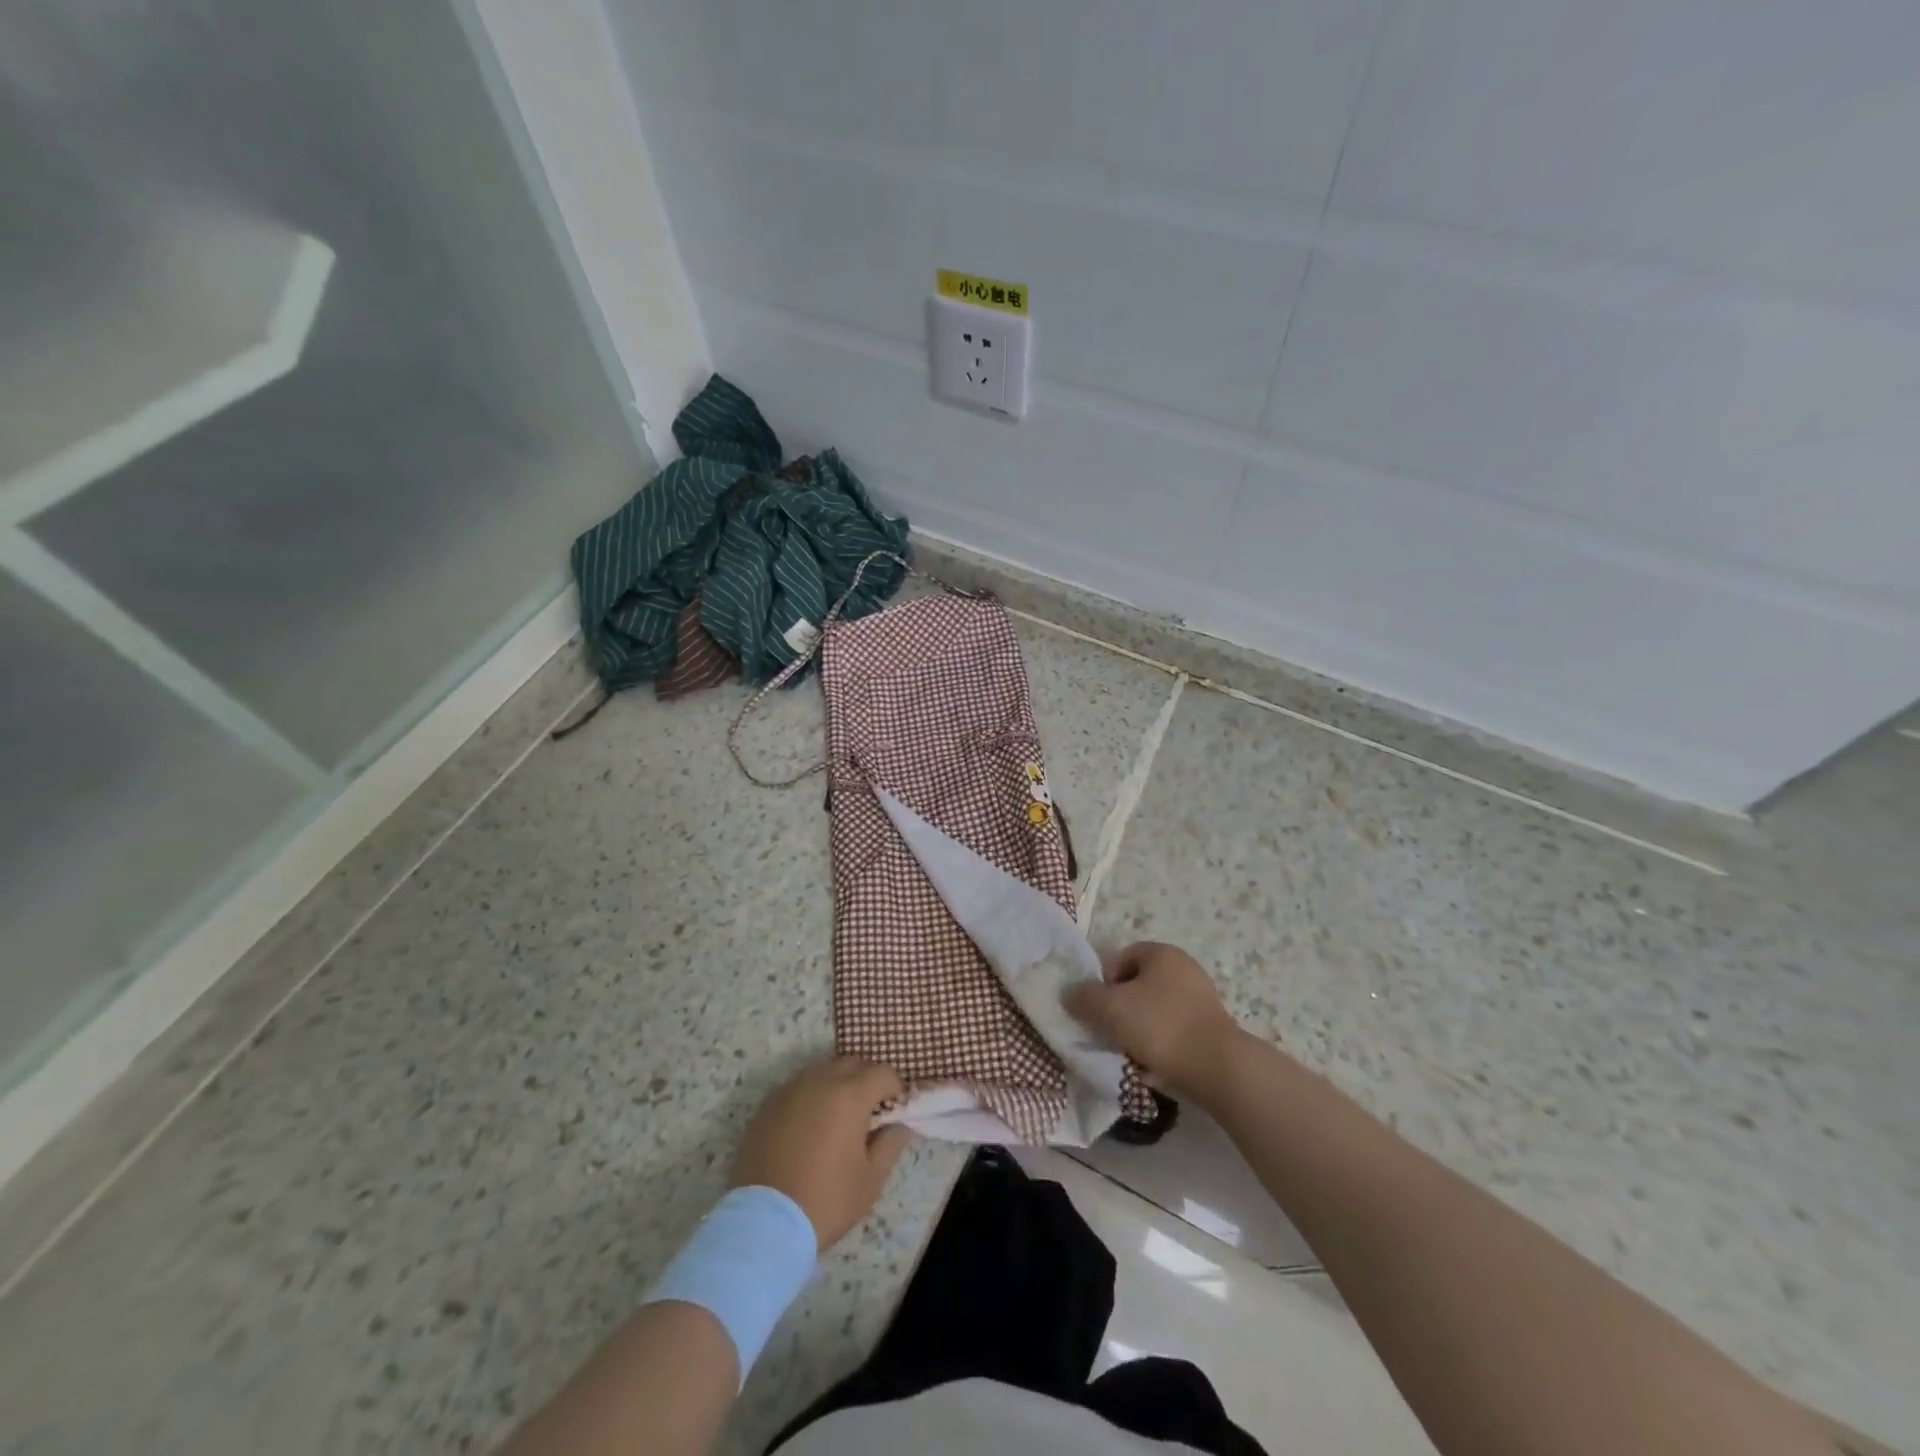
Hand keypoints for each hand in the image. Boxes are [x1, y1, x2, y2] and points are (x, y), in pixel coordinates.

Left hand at [729, 1056, 913, 1249]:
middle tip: (869, 1111)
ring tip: (838, 1117)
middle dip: (866, 1079)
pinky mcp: (767, 1105)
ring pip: (822, 1070)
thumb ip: (891, 1143)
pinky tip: (809, 1125)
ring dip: (837, 1084)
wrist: (763, 1224)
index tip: (895, 1110)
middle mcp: (820, 1080)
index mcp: (850, 1094)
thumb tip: (899, 1124)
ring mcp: (790, 1090)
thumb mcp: (871, 1179)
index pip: (883, 1072)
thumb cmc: (826, 1200)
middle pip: (852, 1063)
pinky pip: (798, 1087)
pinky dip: (811, 1096)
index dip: (895, 1088)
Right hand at [1062, 942, 1243, 1100]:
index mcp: (1162, 953)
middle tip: (1109, 1031)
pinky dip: (1159, 1044)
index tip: (1098, 1009)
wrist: (1217, 1068)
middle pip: (1137, 985)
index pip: (1120, 957)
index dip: (1103, 981)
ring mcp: (1201, 998)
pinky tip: (1152, 1066)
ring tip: (1129, 1053)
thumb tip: (1069, 995)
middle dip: (1119, 1008)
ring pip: (1153, 1010)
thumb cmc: (1160, 1026)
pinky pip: (1173, 1031)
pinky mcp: (1210, 1028)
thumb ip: (1084, 998)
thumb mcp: (1110, 1008)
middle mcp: (1184, 968)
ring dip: (1138, 1029)